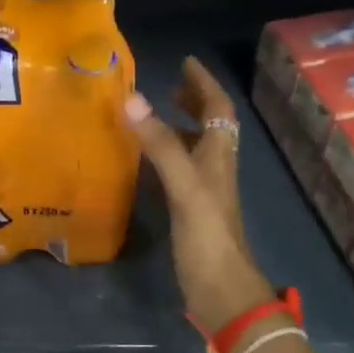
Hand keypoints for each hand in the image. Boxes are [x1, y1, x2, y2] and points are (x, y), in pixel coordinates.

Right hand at [125, 58, 277, 335]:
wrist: (221, 290)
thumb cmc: (207, 235)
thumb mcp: (184, 185)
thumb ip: (160, 144)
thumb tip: (132, 99)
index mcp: (219, 156)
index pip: (218, 108)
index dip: (203, 83)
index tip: (186, 62)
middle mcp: (215, 167)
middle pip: (212, 124)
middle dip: (194, 100)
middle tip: (170, 83)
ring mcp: (204, 190)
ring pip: (197, 146)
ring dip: (181, 124)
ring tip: (154, 112)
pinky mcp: (191, 209)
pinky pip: (180, 168)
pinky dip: (167, 153)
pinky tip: (146, 159)